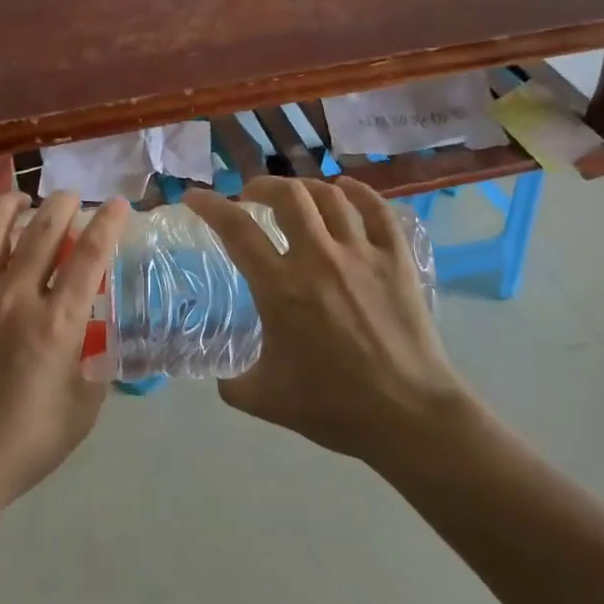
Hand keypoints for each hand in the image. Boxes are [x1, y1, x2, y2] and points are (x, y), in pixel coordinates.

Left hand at [0, 190, 130, 513]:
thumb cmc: (24, 442)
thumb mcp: (83, 408)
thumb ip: (96, 363)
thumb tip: (98, 332)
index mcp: (56, 322)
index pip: (90, 255)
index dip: (107, 223)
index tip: (117, 204)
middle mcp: (14, 295)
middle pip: (44, 229)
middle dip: (62, 204)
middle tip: (69, 199)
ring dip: (10, 204)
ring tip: (20, 200)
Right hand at [183, 178, 477, 463]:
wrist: (408, 416)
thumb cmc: (334, 407)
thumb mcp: (266, 399)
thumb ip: (233, 383)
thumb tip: (222, 376)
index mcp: (280, 287)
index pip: (236, 229)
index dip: (210, 206)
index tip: (194, 197)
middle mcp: (318, 258)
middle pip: (287, 195)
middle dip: (262, 186)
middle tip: (251, 196)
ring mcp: (362, 254)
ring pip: (330, 196)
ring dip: (305, 188)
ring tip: (295, 195)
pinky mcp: (397, 260)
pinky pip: (378, 210)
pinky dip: (359, 192)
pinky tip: (347, 189)